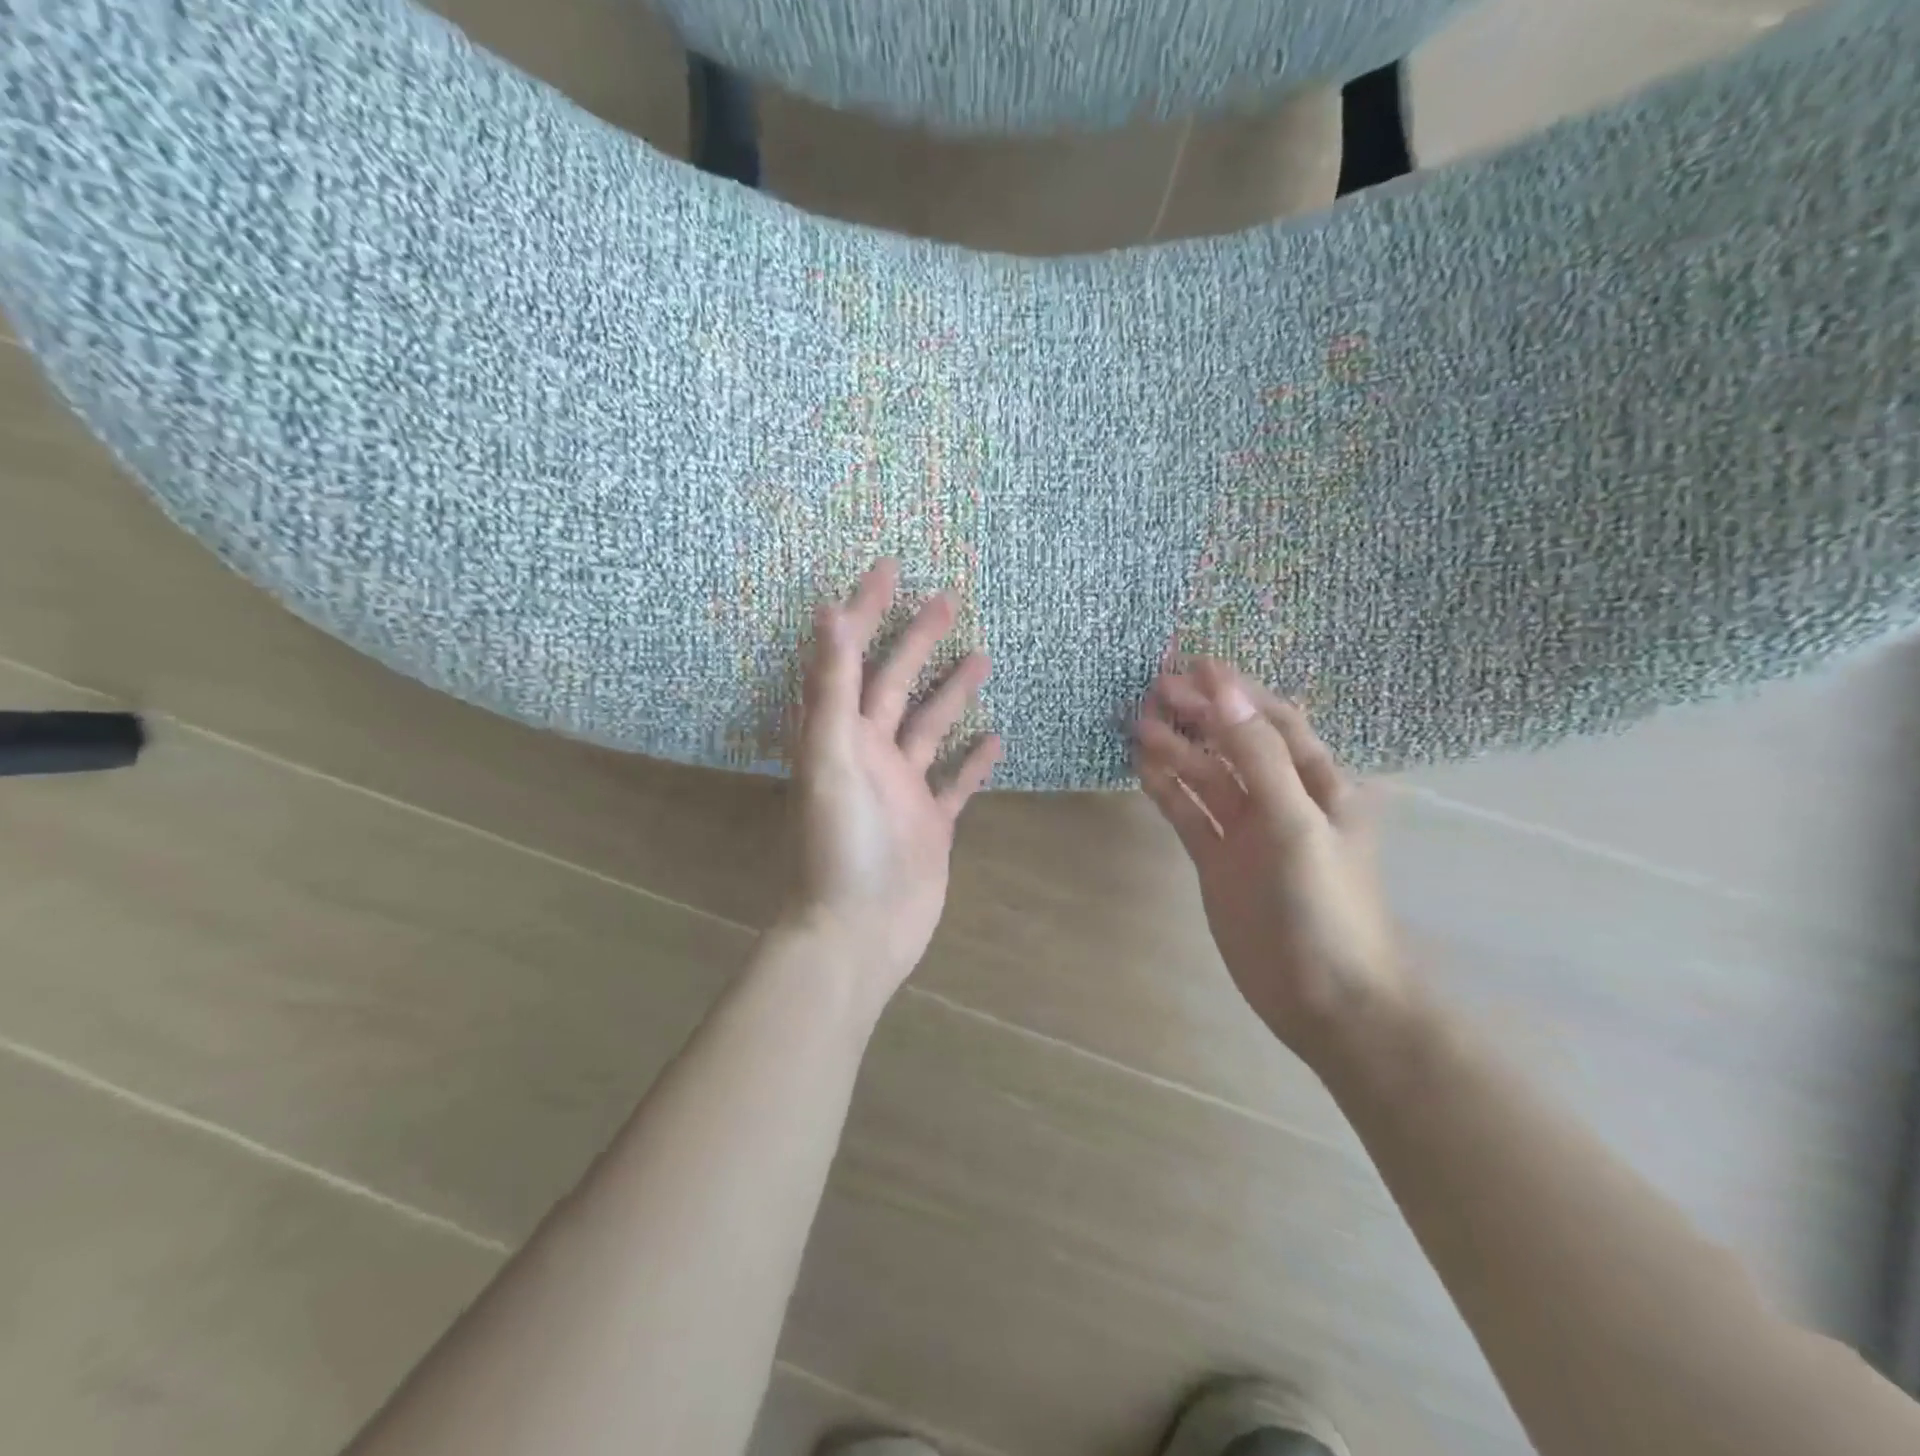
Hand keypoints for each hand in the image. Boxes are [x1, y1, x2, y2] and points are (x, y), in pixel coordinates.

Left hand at [781, 559, 1000, 995]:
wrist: (857, 931)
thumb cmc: (839, 844)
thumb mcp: (830, 757)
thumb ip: (830, 688)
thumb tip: (826, 612)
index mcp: (839, 733)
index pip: (850, 657)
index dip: (865, 611)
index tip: (890, 569)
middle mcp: (869, 752)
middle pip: (894, 683)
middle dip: (918, 640)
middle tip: (948, 598)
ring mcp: (903, 787)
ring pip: (929, 726)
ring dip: (951, 692)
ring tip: (982, 656)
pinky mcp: (931, 821)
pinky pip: (956, 781)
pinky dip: (974, 759)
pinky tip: (996, 736)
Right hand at [1134, 660, 1405, 1061]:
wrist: (1326, 1000)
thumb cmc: (1324, 905)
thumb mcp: (1297, 822)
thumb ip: (1259, 756)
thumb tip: (1223, 690)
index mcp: (1318, 782)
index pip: (1273, 720)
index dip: (1235, 691)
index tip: (1192, 665)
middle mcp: (1281, 798)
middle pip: (1233, 743)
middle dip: (1198, 714)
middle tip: (1152, 690)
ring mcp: (1246, 830)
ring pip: (1206, 776)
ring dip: (1175, 749)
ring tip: (1136, 724)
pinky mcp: (1217, 859)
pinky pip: (1188, 813)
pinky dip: (1166, 789)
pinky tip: (1140, 768)